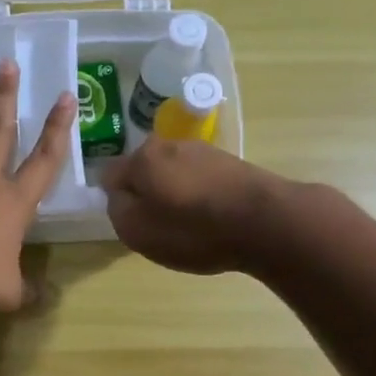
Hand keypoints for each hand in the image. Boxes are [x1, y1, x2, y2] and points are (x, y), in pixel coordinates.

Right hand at [100, 138, 283, 274]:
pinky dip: (198, 197)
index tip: (128, 221)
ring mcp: (203, 150)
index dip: (115, 200)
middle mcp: (169, 144)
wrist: (266, 223)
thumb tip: (118, 194)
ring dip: (173, 195)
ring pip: (173, 174)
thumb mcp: (136, 231)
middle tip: (156, 225)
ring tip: (187, 225)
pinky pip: (199, 180)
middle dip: (146, 194)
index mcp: (141, 158)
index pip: (110, 175)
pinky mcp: (230, 162)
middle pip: (144, 171)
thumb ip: (116, 209)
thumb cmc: (192, 230)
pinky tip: (211, 220)